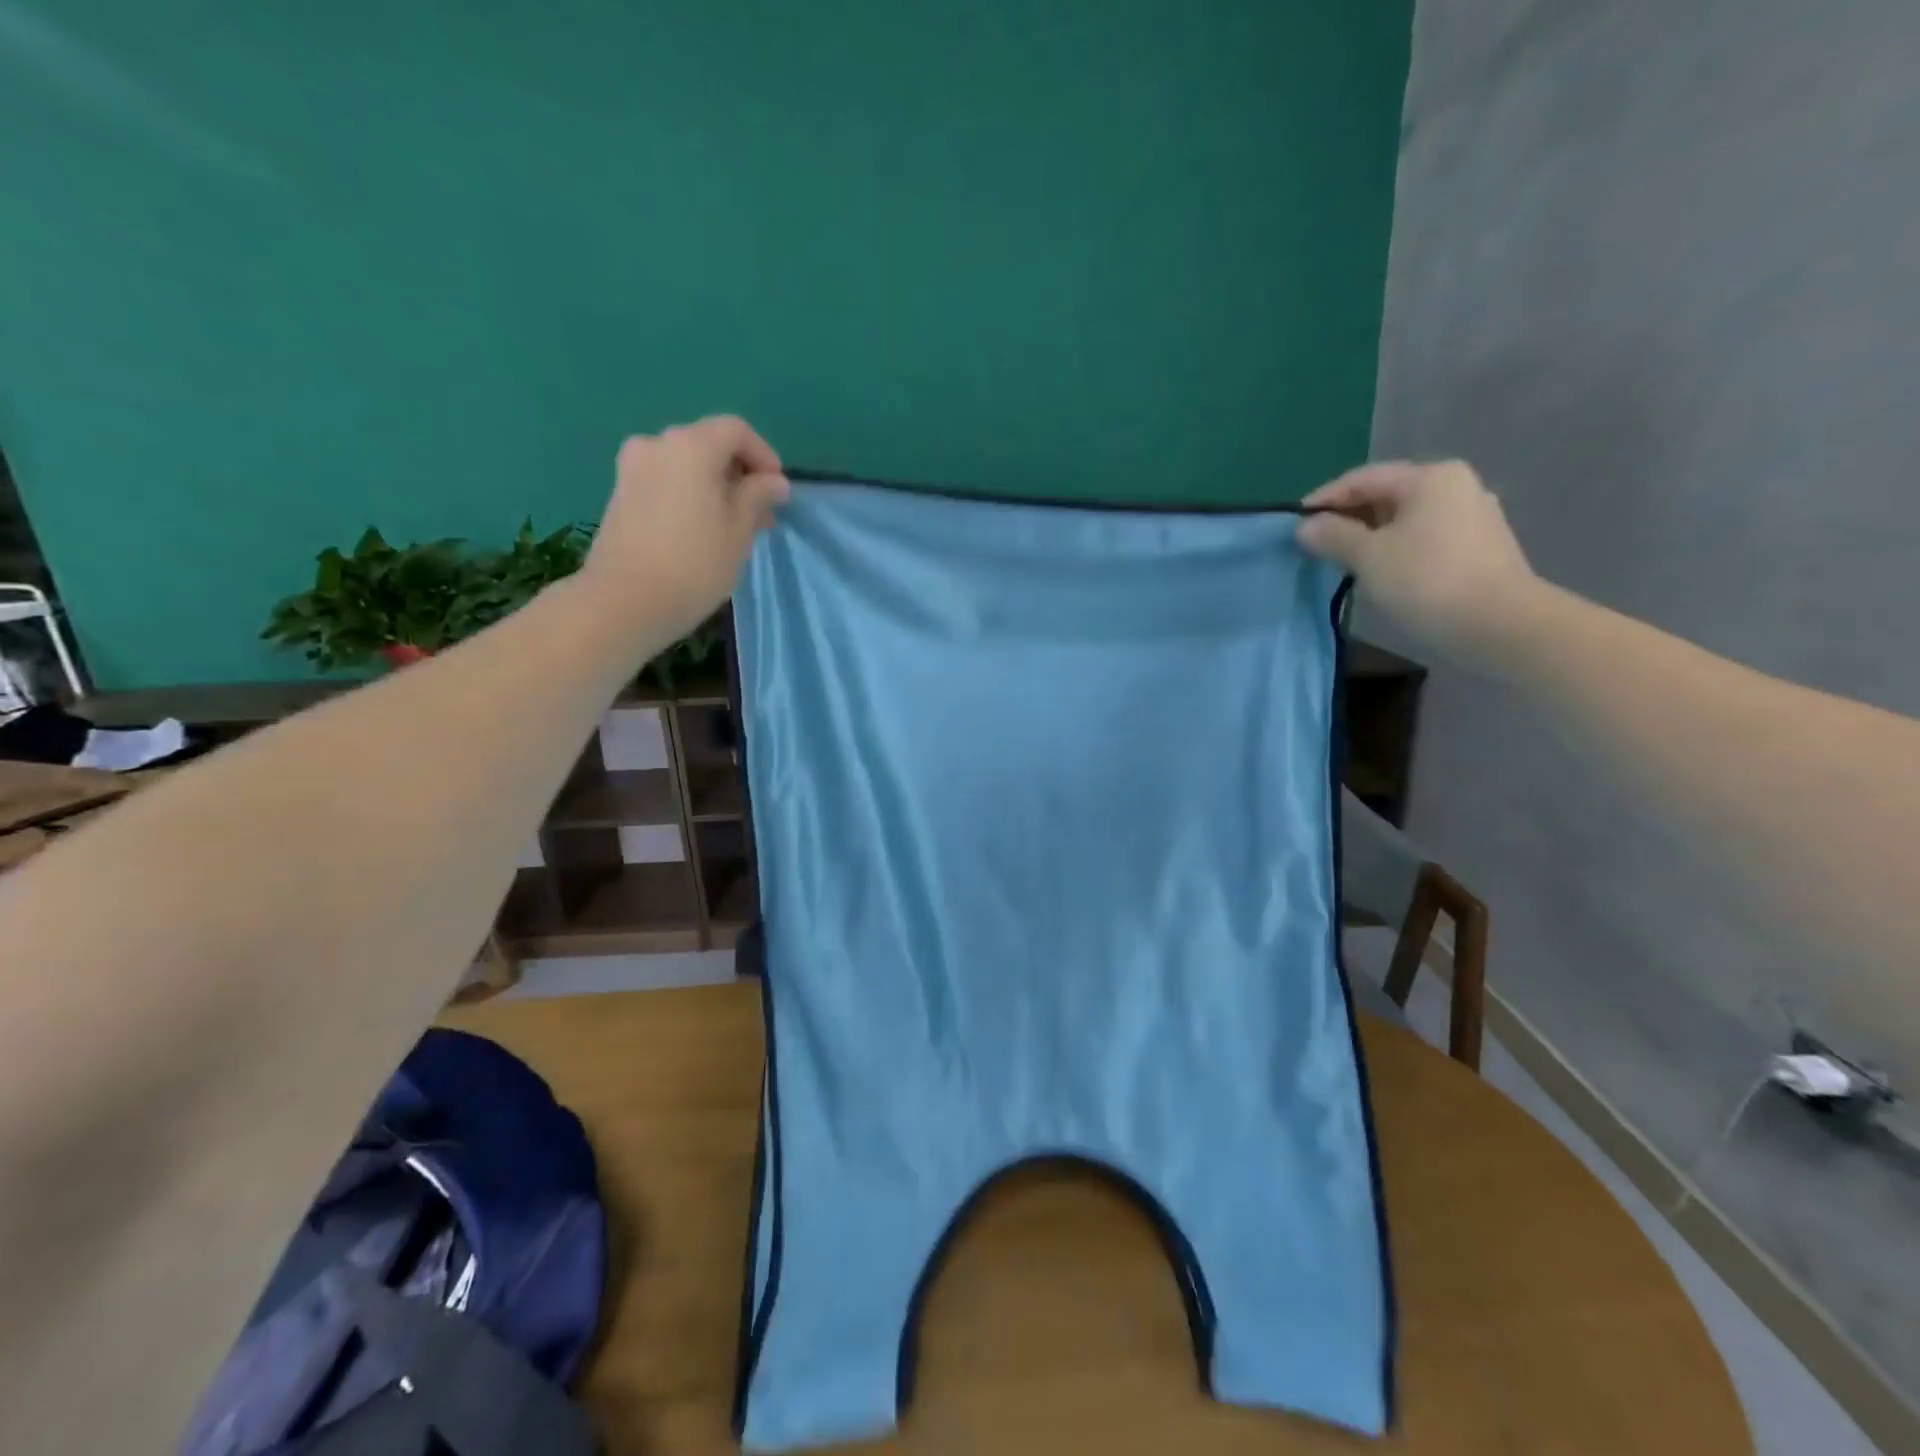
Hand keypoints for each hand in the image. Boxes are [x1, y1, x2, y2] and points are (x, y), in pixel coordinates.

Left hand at [580, 416, 790, 637]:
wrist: (624, 602)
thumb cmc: (695, 564)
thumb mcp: (739, 531)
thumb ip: (758, 497)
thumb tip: (774, 481)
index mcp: (691, 446)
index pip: (735, 431)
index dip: (763, 455)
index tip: (778, 491)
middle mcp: (657, 445)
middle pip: (708, 445)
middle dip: (739, 474)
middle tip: (761, 514)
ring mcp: (632, 469)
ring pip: (686, 466)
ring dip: (715, 488)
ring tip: (734, 527)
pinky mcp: (620, 495)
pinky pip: (666, 482)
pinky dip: (690, 496)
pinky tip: (703, 531)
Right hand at [1295, 461, 1539, 667]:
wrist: (1499, 625)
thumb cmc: (1427, 580)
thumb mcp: (1368, 557)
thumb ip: (1333, 536)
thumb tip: (1306, 526)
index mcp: (1429, 478)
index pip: (1362, 478)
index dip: (1324, 499)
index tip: (1295, 525)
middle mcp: (1455, 486)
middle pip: (1386, 495)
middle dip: (1348, 518)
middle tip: (1316, 545)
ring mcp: (1472, 516)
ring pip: (1405, 519)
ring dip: (1370, 536)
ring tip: (1342, 561)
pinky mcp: (1479, 547)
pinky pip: (1424, 538)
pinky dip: (1396, 548)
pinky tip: (1381, 571)